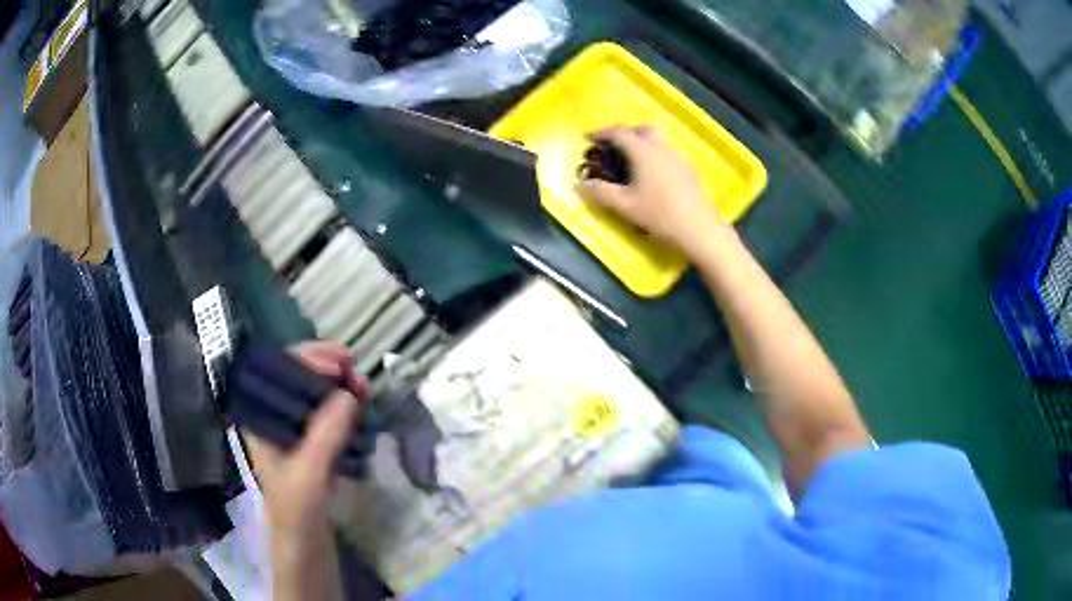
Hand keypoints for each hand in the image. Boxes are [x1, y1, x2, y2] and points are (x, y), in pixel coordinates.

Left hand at [244, 342, 368, 542]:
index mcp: (261, 418)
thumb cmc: (296, 513)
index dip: (307, 358)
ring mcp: (295, 434)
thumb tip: (349, 394)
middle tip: (357, 373)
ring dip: (340, 387)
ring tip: (365, 389)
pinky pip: (329, 416)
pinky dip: (346, 408)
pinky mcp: (313, 448)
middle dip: (327, 369)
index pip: (277, 370)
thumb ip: (325, 434)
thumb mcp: (309, 474)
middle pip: (298, 378)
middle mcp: (275, 419)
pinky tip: (361, 409)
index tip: (338, 364)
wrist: (305, 550)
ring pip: (316, 396)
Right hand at [577, 125, 730, 257]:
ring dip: (641, 144)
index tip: (589, 138)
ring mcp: (678, 158)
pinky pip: (667, 154)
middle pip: (641, 129)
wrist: (700, 230)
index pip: (619, 132)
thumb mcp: (625, 206)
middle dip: (625, 133)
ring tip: (631, 162)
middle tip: (613, 147)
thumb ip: (600, 192)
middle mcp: (661, 148)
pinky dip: (654, 156)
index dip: (601, 133)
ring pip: (657, 141)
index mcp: (643, 151)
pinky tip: (653, 177)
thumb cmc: (660, 215)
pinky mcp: (689, 171)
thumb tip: (580, 184)